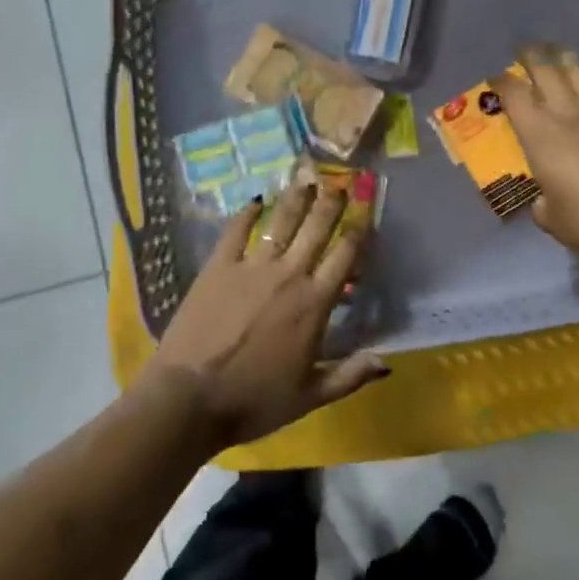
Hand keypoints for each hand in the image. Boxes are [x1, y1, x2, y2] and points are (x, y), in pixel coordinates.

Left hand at [142, 182, 390, 447]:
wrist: (190, 397)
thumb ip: (350, 376)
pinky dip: (248, 213)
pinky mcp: (219, 266)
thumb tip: (387, 362)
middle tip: (340, 181)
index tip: (366, 210)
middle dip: (331, 202)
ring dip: (296, 198)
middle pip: (317, 228)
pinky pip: (236, 231)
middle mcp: (289, 275)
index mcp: (315, 304)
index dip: (359, 229)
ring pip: (281, 221)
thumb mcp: (310, 397)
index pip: (346, 256)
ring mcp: (252, 266)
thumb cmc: (254, 401)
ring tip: (306, 178)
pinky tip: (256, 200)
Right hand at [500, 46, 578, 269]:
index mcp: (540, 134)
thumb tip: (545, 201)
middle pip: (547, 69)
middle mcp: (570, 113)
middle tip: (526, 50)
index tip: (496, 79)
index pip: (513, 93)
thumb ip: (543, 202)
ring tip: (561, 58)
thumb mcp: (551, 218)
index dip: (501, 82)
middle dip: (533, 56)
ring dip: (567, 63)